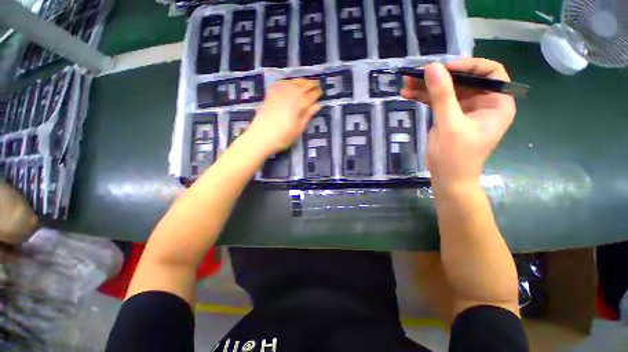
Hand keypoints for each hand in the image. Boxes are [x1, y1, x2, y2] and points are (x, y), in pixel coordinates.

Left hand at [247, 79, 321, 154]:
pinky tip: (289, 83)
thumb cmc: (283, 137)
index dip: (317, 93)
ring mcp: (279, 93)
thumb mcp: (299, 129)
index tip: (321, 92)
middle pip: (303, 86)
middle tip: (317, 83)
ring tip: (306, 82)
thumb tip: (318, 105)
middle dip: (311, 84)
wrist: (261, 137)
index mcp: (299, 104)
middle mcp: (290, 95)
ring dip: (301, 81)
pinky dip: (287, 81)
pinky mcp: (270, 94)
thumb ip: (308, 115)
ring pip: (292, 82)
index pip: (311, 96)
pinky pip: (281, 83)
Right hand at [401, 58, 515, 186]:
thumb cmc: (456, 156)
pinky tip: (408, 94)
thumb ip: (442, 95)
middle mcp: (483, 102)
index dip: (468, 66)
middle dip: (439, 77)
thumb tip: (432, 68)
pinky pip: (437, 101)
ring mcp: (465, 109)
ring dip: (426, 87)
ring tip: (406, 85)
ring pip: (447, 90)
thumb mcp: (450, 124)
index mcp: (497, 103)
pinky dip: (423, 97)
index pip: (489, 72)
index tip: (444, 68)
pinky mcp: (449, 116)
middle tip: (416, 75)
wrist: (447, 178)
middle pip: (463, 80)